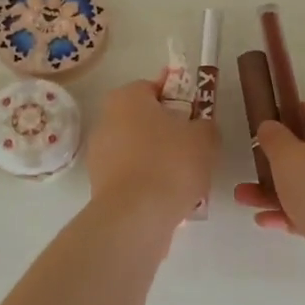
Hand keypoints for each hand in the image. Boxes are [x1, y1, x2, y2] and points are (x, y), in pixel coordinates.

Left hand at [85, 80, 219, 228]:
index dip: (180, 98)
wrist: (136, 216)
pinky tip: (169, 197)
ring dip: (160, 159)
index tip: (197, 115)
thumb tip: (200, 127)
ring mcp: (99, 154)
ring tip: (186, 179)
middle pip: (145, 120)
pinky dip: (149, 182)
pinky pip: (133, 176)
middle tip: (195, 147)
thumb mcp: (205, 137)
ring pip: (139, 150)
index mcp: (127, 97)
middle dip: (169, 132)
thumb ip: (205, 124)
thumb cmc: (171, 163)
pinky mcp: (100, 185)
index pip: (155, 87)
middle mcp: (106, 120)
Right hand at [233, 99, 304, 252]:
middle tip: (252, 168)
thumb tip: (270, 126)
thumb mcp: (286, 157)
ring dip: (278, 189)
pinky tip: (267, 221)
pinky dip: (296, 211)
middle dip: (277, 161)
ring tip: (245, 199)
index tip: (268, 129)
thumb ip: (273, 138)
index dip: (292, 115)